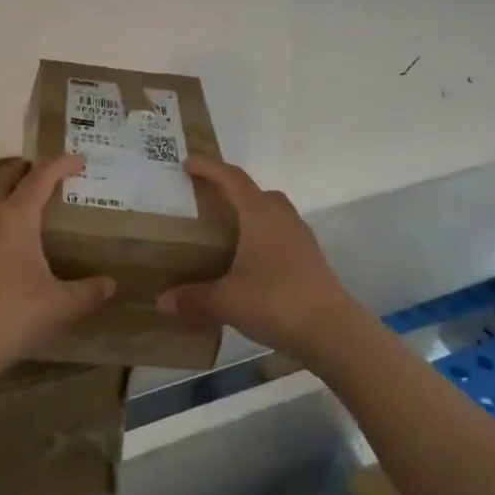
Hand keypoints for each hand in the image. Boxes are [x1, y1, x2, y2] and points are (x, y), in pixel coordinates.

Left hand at [0, 156, 114, 370]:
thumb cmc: (13, 314)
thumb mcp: (60, 304)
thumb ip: (88, 291)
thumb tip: (110, 284)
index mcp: (16, 216)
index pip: (40, 176)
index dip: (61, 164)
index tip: (80, 161)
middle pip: (6, 175)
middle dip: (28, 167)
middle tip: (51, 172)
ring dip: (10, 186)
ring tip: (34, 198)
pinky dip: (1, 208)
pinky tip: (15, 233)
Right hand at [157, 157, 360, 359]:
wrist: (332, 331)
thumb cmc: (276, 301)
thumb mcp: (226, 301)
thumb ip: (193, 298)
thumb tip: (162, 300)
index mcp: (259, 214)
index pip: (231, 178)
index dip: (209, 168)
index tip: (187, 163)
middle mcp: (282, 217)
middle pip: (255, 192)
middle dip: (231, 190)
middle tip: (206, 200)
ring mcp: (300, 237)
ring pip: (272, 213)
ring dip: (250, 214)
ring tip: (227, 231)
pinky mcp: (310, 258)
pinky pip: (281, 234)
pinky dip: (262, 237)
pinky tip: (250, 261)